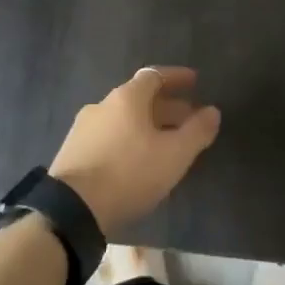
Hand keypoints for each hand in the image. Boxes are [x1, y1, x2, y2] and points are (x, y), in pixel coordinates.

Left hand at [48, 67, 221, 234]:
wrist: (72, 209)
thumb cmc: (129, 173)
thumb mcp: (174, 155)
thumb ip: (197, 131)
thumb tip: (212, 111)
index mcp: (126, 98)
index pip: (154, 76)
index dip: (176, 77)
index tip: (195, 82)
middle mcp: (102, 105)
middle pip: (139, 98)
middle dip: (166, 107)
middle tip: (188, 120)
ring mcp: (83, 129)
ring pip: (123, 119)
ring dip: (147, 126)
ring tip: (165, 145)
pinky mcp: (72, 152)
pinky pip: (108, 137)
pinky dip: (128, 141)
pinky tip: (136, 161)